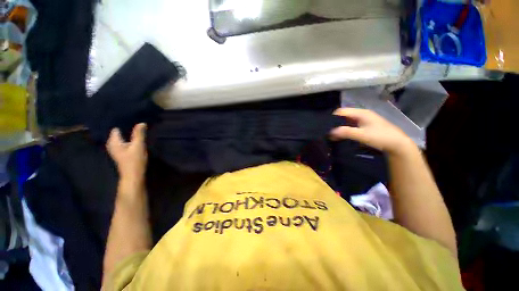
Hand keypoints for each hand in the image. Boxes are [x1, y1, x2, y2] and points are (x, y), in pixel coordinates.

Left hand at [106, 123, 147, 182]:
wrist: (133, 175)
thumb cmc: (134, 160)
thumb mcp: (138, 145)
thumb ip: (139, 134)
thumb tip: (141, 123)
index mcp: (113, 141)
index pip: (116, 128)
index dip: (123, 123)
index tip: (131, 119)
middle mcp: (111, 144)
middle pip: (118, 133)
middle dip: (125, 128)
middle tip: (136, 122)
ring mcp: (116, 149)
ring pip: (121, 138)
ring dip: (127, 134)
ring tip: (136, 129)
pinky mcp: (121, 153)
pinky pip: (123, 142)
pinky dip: (128, 139)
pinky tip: (134, 138)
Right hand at [330, 108, 414, 155]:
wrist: (397, 144)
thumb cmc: (380, 137)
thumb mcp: (361, 135)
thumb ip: (345, 132)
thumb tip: (330, 132)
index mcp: (360, 113)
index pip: (341, 111)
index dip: (332, 117)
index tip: (325, 126)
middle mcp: (361, 114)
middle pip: (343, 115)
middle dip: (335, 123)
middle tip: (328, 132)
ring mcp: (364, 120)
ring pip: (347, 121)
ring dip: (340, 127)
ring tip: (333, 135)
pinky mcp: (365, 126)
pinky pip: (351, 125)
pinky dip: (345, 129)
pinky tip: (342, 136)